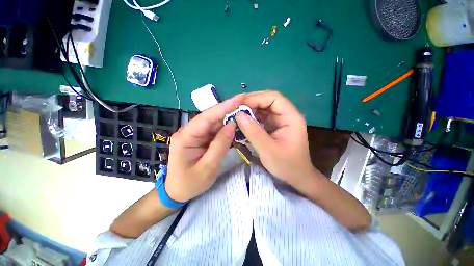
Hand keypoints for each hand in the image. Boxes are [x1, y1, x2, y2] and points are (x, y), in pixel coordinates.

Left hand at [165, 94, 243, 202]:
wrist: (176, 192)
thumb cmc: (189, 183)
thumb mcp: (207, 168)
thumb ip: (219, 146)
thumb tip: (232, 125)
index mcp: (185, 137)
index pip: (206, 117)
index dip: (223, 107)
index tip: (240, 98)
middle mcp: (189, 131)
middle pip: (211, 117)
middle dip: (228, 109)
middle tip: (246, 104)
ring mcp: (195, 134)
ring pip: (214, 123)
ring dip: (229, 118)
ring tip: (244, 113)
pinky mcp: (200, 138)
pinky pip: (215, 130)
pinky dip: (226, 128)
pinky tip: (236, 126)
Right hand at [235, 91, 318, 187]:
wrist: (296, 177)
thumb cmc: (286, 165)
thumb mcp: (268, 150)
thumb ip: (253, 132)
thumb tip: (238, 115)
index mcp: (291, 117)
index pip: (274, 98)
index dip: (256, 98)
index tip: (239, 105)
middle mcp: (286, 115)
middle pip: (268, 100)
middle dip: (251, 103)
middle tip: (235, 109)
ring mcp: (280, 120)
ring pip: (263, 108)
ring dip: (249, 110)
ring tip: (236, 115)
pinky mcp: (274, 126)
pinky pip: (261, 117)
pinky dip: (251, 118)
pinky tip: (242, 122)